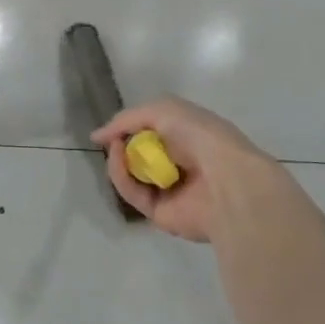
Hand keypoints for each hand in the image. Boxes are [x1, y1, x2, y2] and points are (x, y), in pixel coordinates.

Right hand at [92, 96, 286, 242]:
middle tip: (112, 139)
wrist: (226, 180)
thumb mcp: (164, 110)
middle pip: (139, 156)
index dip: (131, 128)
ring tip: (115, 146)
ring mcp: (169, 191)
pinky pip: (132, 193)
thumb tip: (97, 136)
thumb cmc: (201, 137)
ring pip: (131, 176)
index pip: (154, 134)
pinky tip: (119, 159)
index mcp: (189, 139)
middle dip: (122, 145)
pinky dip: (121, 176)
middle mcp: (180, 165)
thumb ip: (128, 118)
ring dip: (118, 159)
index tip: (112, 127)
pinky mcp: (159, 212)